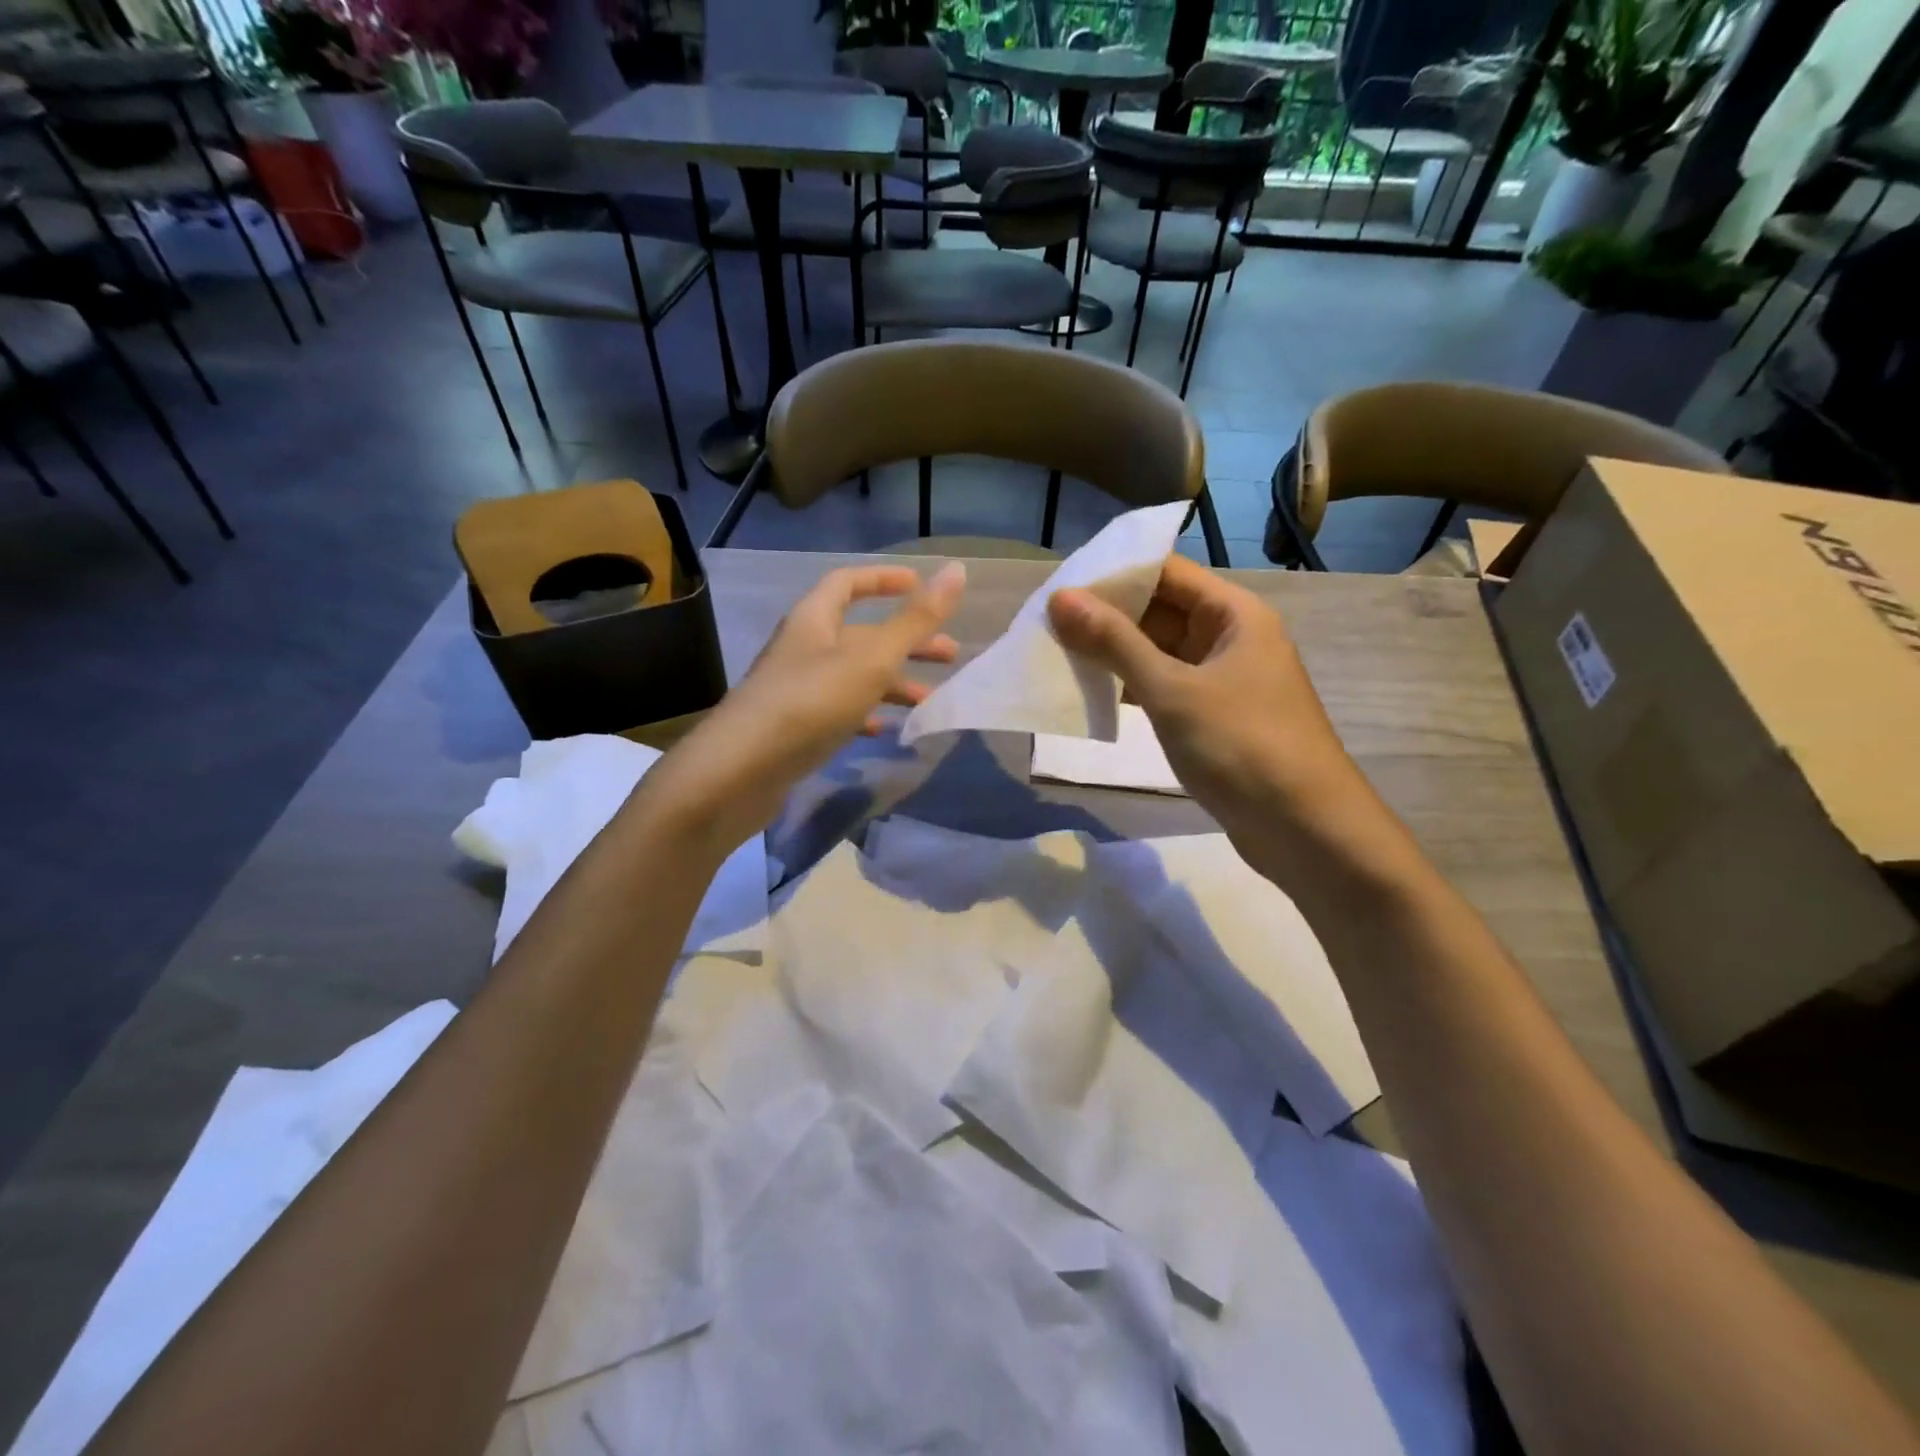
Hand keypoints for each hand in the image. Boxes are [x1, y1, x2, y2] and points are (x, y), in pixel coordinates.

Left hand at [645, 563, 963, 848]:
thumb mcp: (871, 658)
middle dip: (906, 641)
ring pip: (854, 675)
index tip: (921, 586)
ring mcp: (797, 689)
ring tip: (930, 701)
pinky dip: (867, 714)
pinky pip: (839, 710)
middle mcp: (803, 648)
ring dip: (892, 683)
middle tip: (950, 655)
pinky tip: (887, 731)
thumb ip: (915, 619)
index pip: (848, 582)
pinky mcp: (795, 727)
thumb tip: (957, 570)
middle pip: (860, 634)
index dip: (884, 579)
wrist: (743, 769)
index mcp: (814, 619)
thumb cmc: (810, 702)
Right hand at [1048, 555, 1376, 856]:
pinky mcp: (1215, 717)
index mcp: (1234, 614)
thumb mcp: (1171, 690)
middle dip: (1107, 616)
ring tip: (1058, 654)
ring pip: (1160, 651)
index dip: (1114, 573)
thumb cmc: (1242, 746)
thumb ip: (1114, 642)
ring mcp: (1224, 680)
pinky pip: (1166, 687)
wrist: (1306, 831)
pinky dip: (1131, 687)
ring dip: (1115, 654)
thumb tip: (1060, 598)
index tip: (1060, 586)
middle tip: (1047, 623)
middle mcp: (1231, 638)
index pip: (1166, 571)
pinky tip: (1092, 695)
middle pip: (1161, 609)